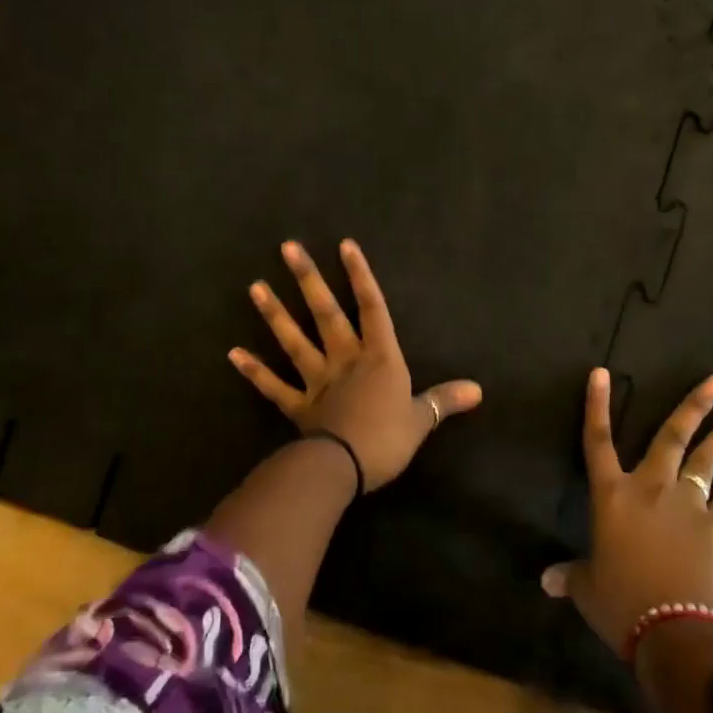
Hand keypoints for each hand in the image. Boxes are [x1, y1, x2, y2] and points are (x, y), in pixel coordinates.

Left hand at [228, 239, 481, 490]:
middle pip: (326, 313)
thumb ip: (444, 400)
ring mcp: (317, 381)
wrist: (345, 468)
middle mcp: (345, 360)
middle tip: (287, 247)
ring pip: (294, 341)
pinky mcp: (297, 406)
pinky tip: (233, 353)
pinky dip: (254, 371)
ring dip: (275, 314)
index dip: (360, 275)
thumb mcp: (421, 420)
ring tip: (255, 287)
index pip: (372, 308)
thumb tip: (479, 389)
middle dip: (308, 279)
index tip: (344, 244)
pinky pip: (273, 386)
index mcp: (379, 358)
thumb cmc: (387, 438)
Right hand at [543, 369, 712, 653]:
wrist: (680, 633)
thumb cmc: (623, 604)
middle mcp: (652, 488)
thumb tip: (546, 582)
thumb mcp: (588, 589)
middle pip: (672, 436)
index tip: (600, 372)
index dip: (596, 405)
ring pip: (707, 460)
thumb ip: (571, 576)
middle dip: (695, 405)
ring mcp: (689, 506)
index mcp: (612, 495)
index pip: (597, 440)